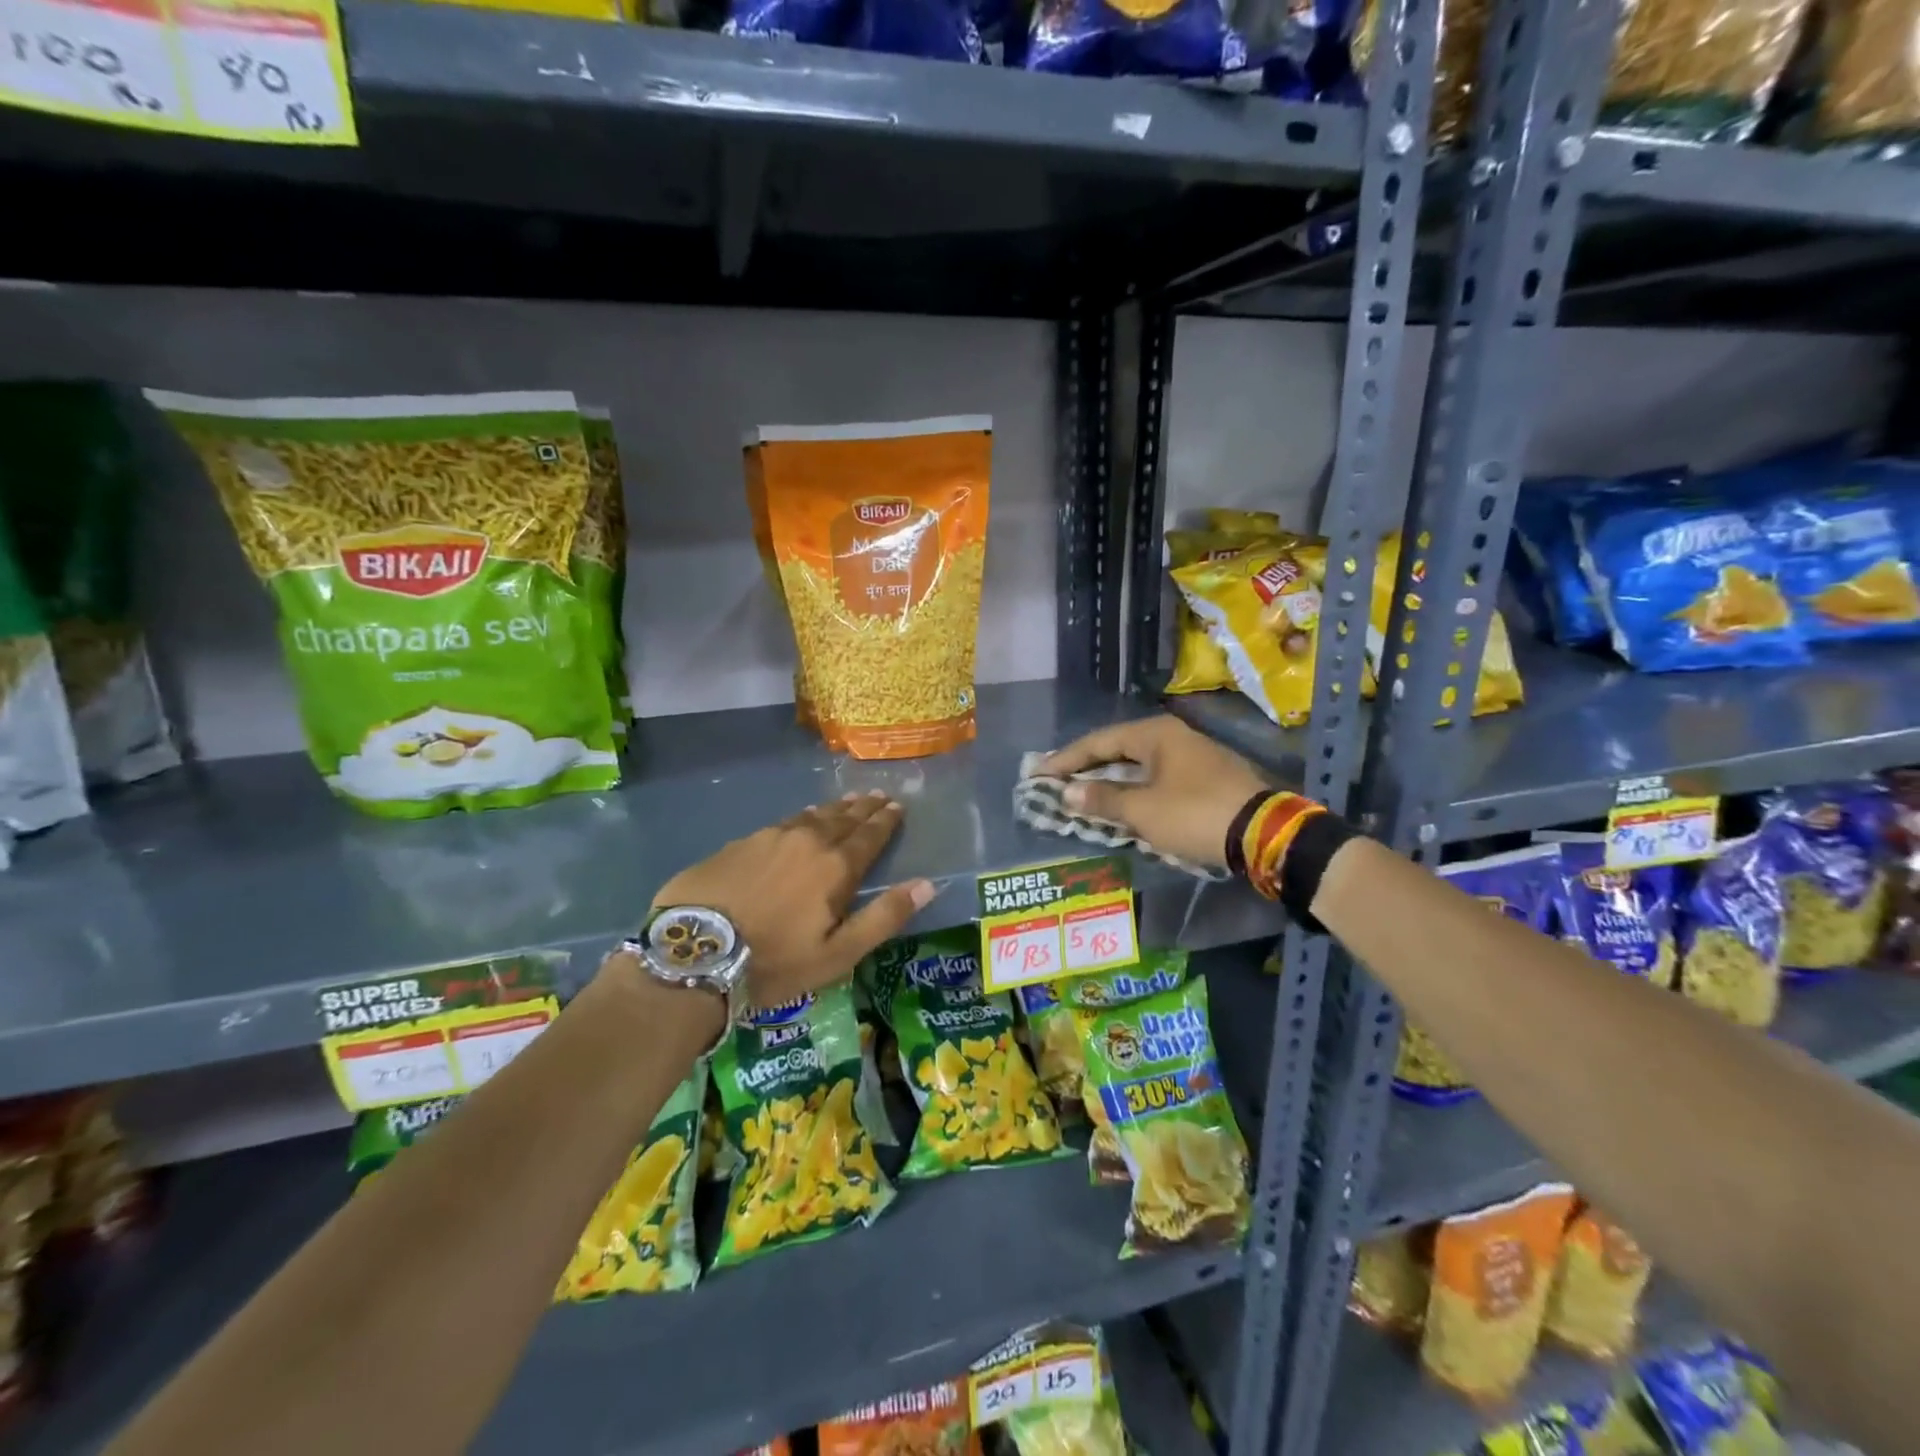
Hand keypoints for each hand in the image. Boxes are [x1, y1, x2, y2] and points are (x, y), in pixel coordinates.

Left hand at [649, 790, 935, 1008]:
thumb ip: (883, 917)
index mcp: (835, 867)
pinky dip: (800, 817)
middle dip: (863, 808)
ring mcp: (769, 838)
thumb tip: (927, 884)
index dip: (885, 821)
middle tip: (878, 795)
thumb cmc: (773, 961)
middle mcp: (807, 841)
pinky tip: (799, 818)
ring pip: (811, 816)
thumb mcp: (837, 954)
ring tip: (847, 801)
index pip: (869, 836)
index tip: (897, 806)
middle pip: (843, 819)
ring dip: (834, 808)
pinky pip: (781, 823)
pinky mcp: (739, 844)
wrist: (693, 955)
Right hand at [1043, 715, 1273, 867]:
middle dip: (1087, 767)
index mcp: (1156, 735)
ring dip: (1111, 780)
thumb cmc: (1195, 814)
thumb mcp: (1143, 810)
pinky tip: (1124, 803)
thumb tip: (1068, 793)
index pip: (1099, 742)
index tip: (1039, 774)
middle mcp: (1174, 737)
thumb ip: (1103, 800)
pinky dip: (1135, 789)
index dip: (1066, 759)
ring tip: (1083, 793)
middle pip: (1119, 749)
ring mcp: (1193, 756)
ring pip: (1140, 764)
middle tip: (1057, 781)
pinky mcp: (1207, 778)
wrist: (1265, 833)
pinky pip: (1157, 777)